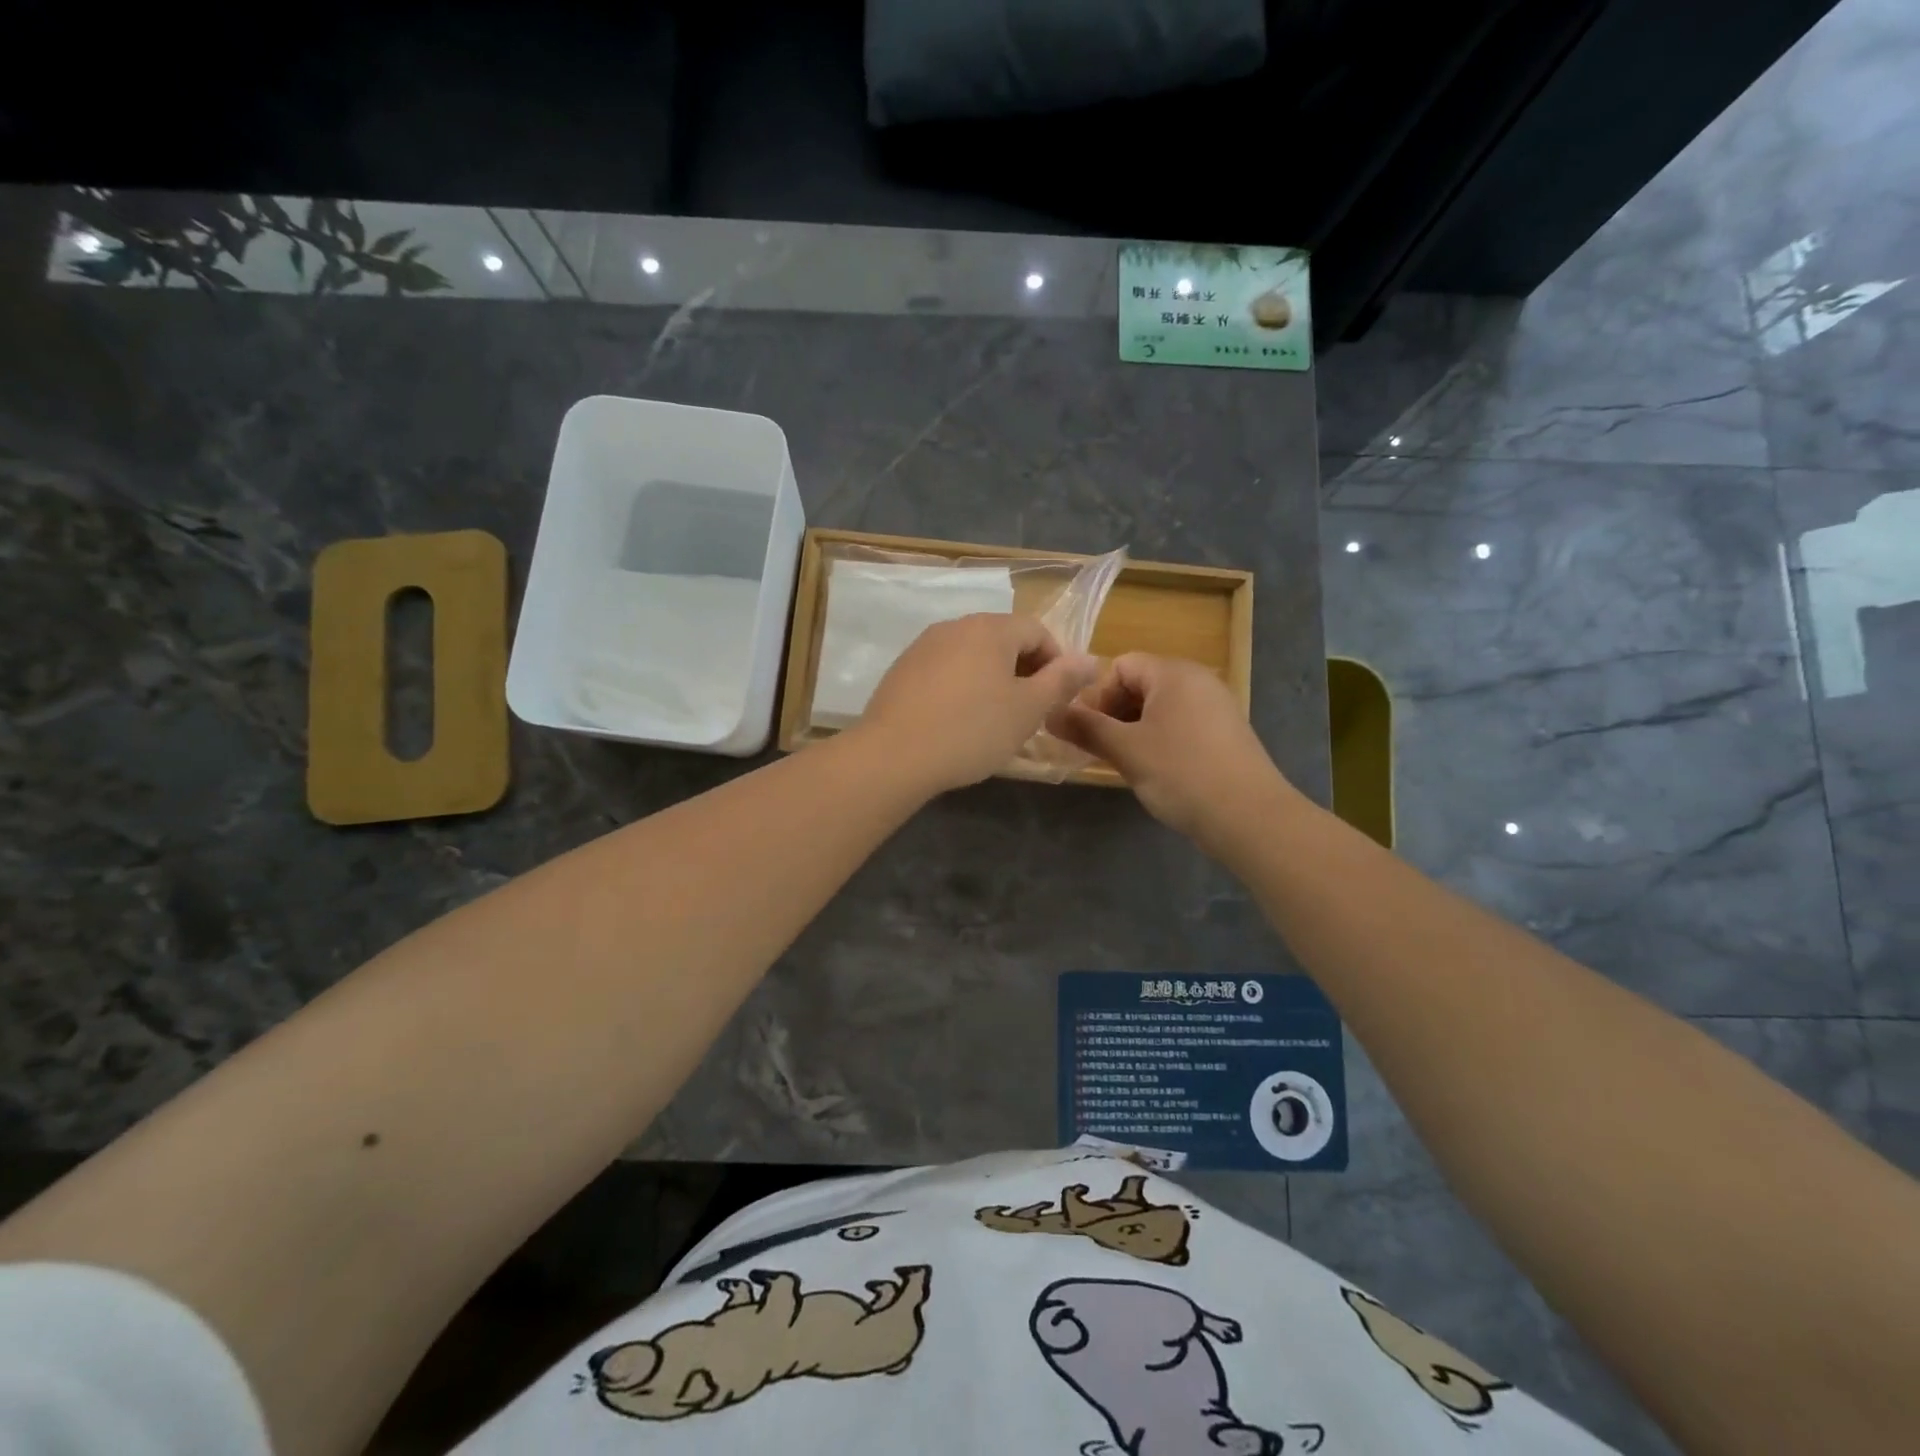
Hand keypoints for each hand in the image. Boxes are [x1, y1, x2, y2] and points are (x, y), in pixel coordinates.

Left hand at [857, 614, 1099, 793]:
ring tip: (993, 718)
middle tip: (1028, 711)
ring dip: (991, 678)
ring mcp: (923, 646)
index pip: (1037, 631)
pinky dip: (960, 687)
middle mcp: (955, 626)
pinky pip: (944, 670)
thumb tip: (1091, 659)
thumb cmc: (972, 731)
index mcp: (991, 629)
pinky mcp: (902, 669)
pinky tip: (956, 721)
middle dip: (1023, 670)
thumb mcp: (1028, 709)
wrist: (893, 756)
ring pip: (972, 655)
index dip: (1056, 662)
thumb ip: (1062, 680)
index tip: (1056, 698)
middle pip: (1003, 639)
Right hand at [1048, 653, 1297, 844]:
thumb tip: (1048, 713)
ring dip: (1134, 730)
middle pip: (1141, 685)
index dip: (1097, 695)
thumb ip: (1085, 728)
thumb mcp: (1126, 750)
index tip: (1086, 731)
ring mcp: (1216, 708)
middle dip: (1113, 714)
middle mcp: (1198, 681)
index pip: (1122, 665)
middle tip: (1098, 750)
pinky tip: (1156, 772)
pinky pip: (1181, 726)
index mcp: (1174, 673)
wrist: (1250, 817)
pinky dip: (1160, 741)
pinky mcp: (1226, 735)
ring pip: (1160, 709)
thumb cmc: (1181, 773)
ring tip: (1124, 764)